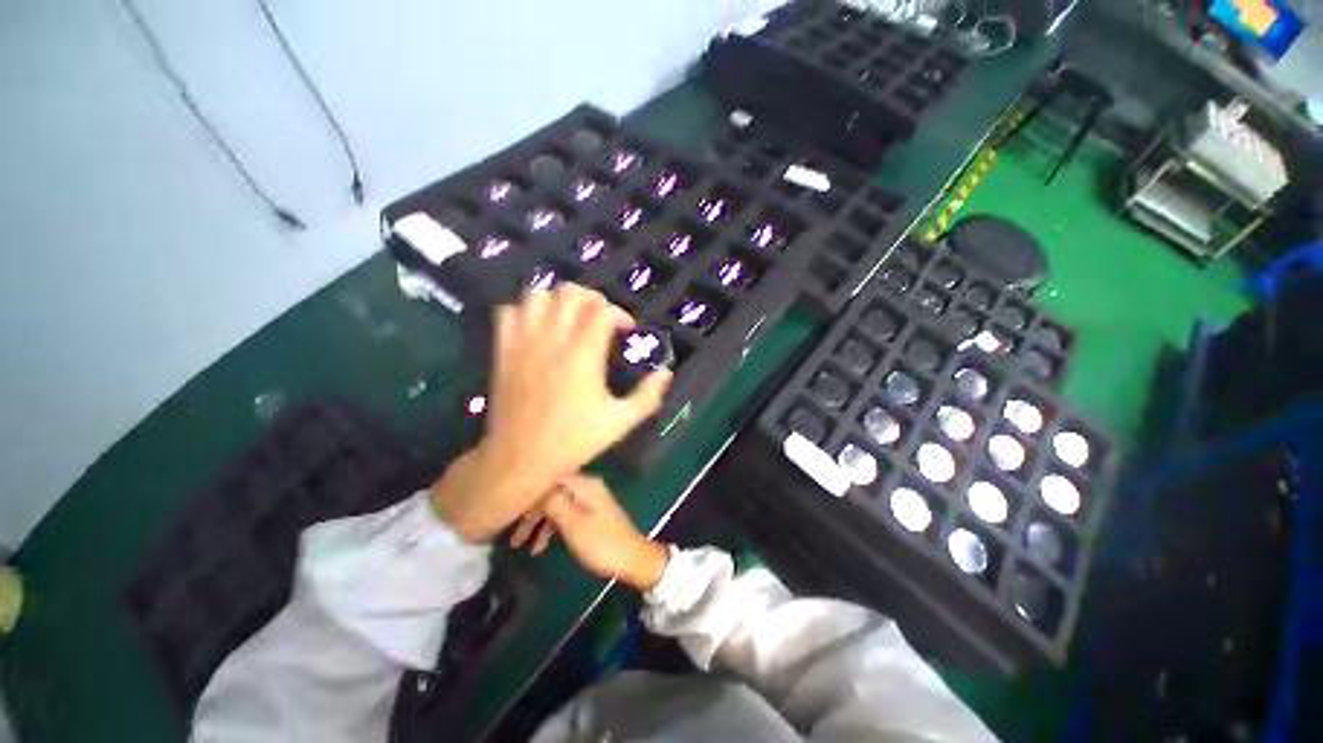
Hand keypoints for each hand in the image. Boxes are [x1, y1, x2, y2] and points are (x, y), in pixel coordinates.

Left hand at [430, 284, 670, 541]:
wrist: (521, 459)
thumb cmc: (573, 441)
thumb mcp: (620, 423)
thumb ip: (647, 396)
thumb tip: (665, 374)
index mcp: (583, 354)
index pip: (602, 310)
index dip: (619, 313)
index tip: (626, 329)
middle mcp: (553, 340)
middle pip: (570, 293)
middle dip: (591, 298)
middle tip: (600, 318)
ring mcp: (523, 342)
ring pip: (537, 295)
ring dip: (557, 300)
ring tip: (570, 317)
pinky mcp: (503, 351)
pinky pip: (508, 312)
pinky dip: (525, 311)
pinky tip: (537, 327)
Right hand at [510, 475, 669, 591]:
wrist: (632, 559)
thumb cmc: (601, 542)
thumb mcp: (573, 524)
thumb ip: (552, 502)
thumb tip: (533, 487)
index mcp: (583, 484)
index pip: (550, 476)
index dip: (529, 488)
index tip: (507, 503)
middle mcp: (585, 486)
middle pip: (551, 491)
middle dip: (530, 510)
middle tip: (510, 532)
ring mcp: (588, 500)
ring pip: (556, 504)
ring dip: (537, 522)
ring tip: (518, 544)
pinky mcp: (589, 513)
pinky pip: (564, 514)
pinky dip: (551, 527)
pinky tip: (538, 547)